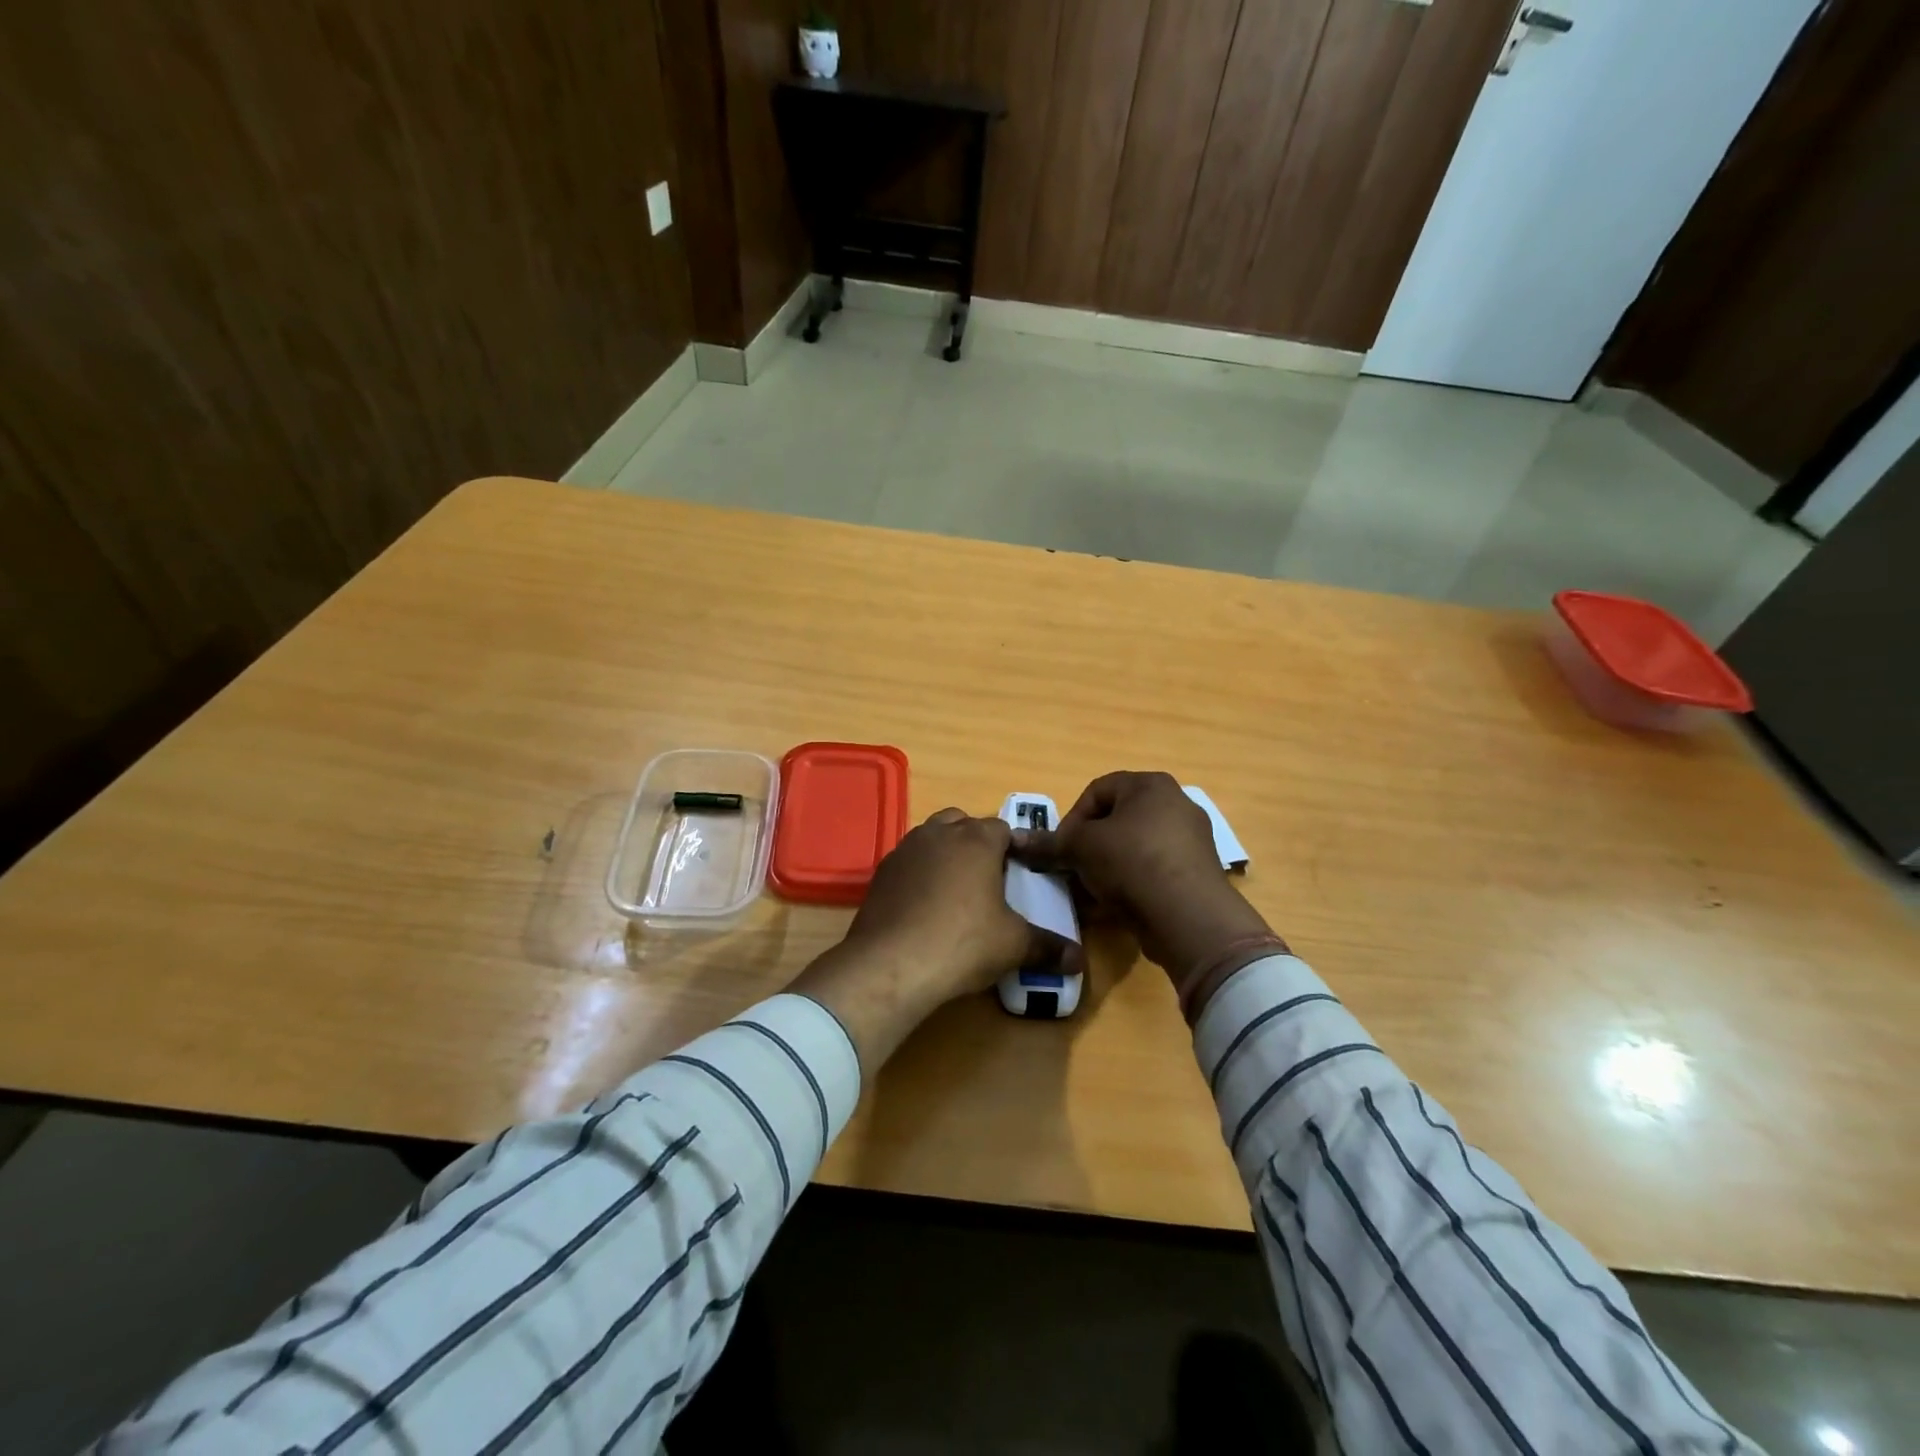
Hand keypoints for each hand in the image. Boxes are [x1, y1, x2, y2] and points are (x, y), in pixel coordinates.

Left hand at [791, 808, 1079, 1073]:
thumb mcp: (1013, 946)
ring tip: (955, 890)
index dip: (1013, 847)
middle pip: (962, 823)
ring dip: (944, 853)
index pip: (1002, 828)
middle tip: (988, 877)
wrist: (890, 964)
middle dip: (976, 842)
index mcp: (976, 840)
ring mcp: (905, 850)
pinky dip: (919, 873)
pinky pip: (908, 862)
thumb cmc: (962, 943)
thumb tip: (1078, 960)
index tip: (1020, 871)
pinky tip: (924, 906)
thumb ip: (1048, 947)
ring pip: (931, 837)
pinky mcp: (881, 873)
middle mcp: (938, 834)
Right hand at [1012, 772, 1278, 989]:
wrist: (1188, 917)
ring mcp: (1190, 839)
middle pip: (1116, 819)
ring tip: (1090, 892)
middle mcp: (1175, 803)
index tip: (1059, 848)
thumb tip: (1016, 839)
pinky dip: (1130, 883)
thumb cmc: (1131, 862)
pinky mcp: (1196, 873)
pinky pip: (1152, 870)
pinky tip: (1113, 906)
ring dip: (1106, 867)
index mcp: (1150, 785)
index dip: (1070, 819)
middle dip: (1088, 846)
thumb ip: (1049, 842)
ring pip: (1133, 847)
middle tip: (1071, 870)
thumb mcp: (1080, 848)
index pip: (1096, 791)